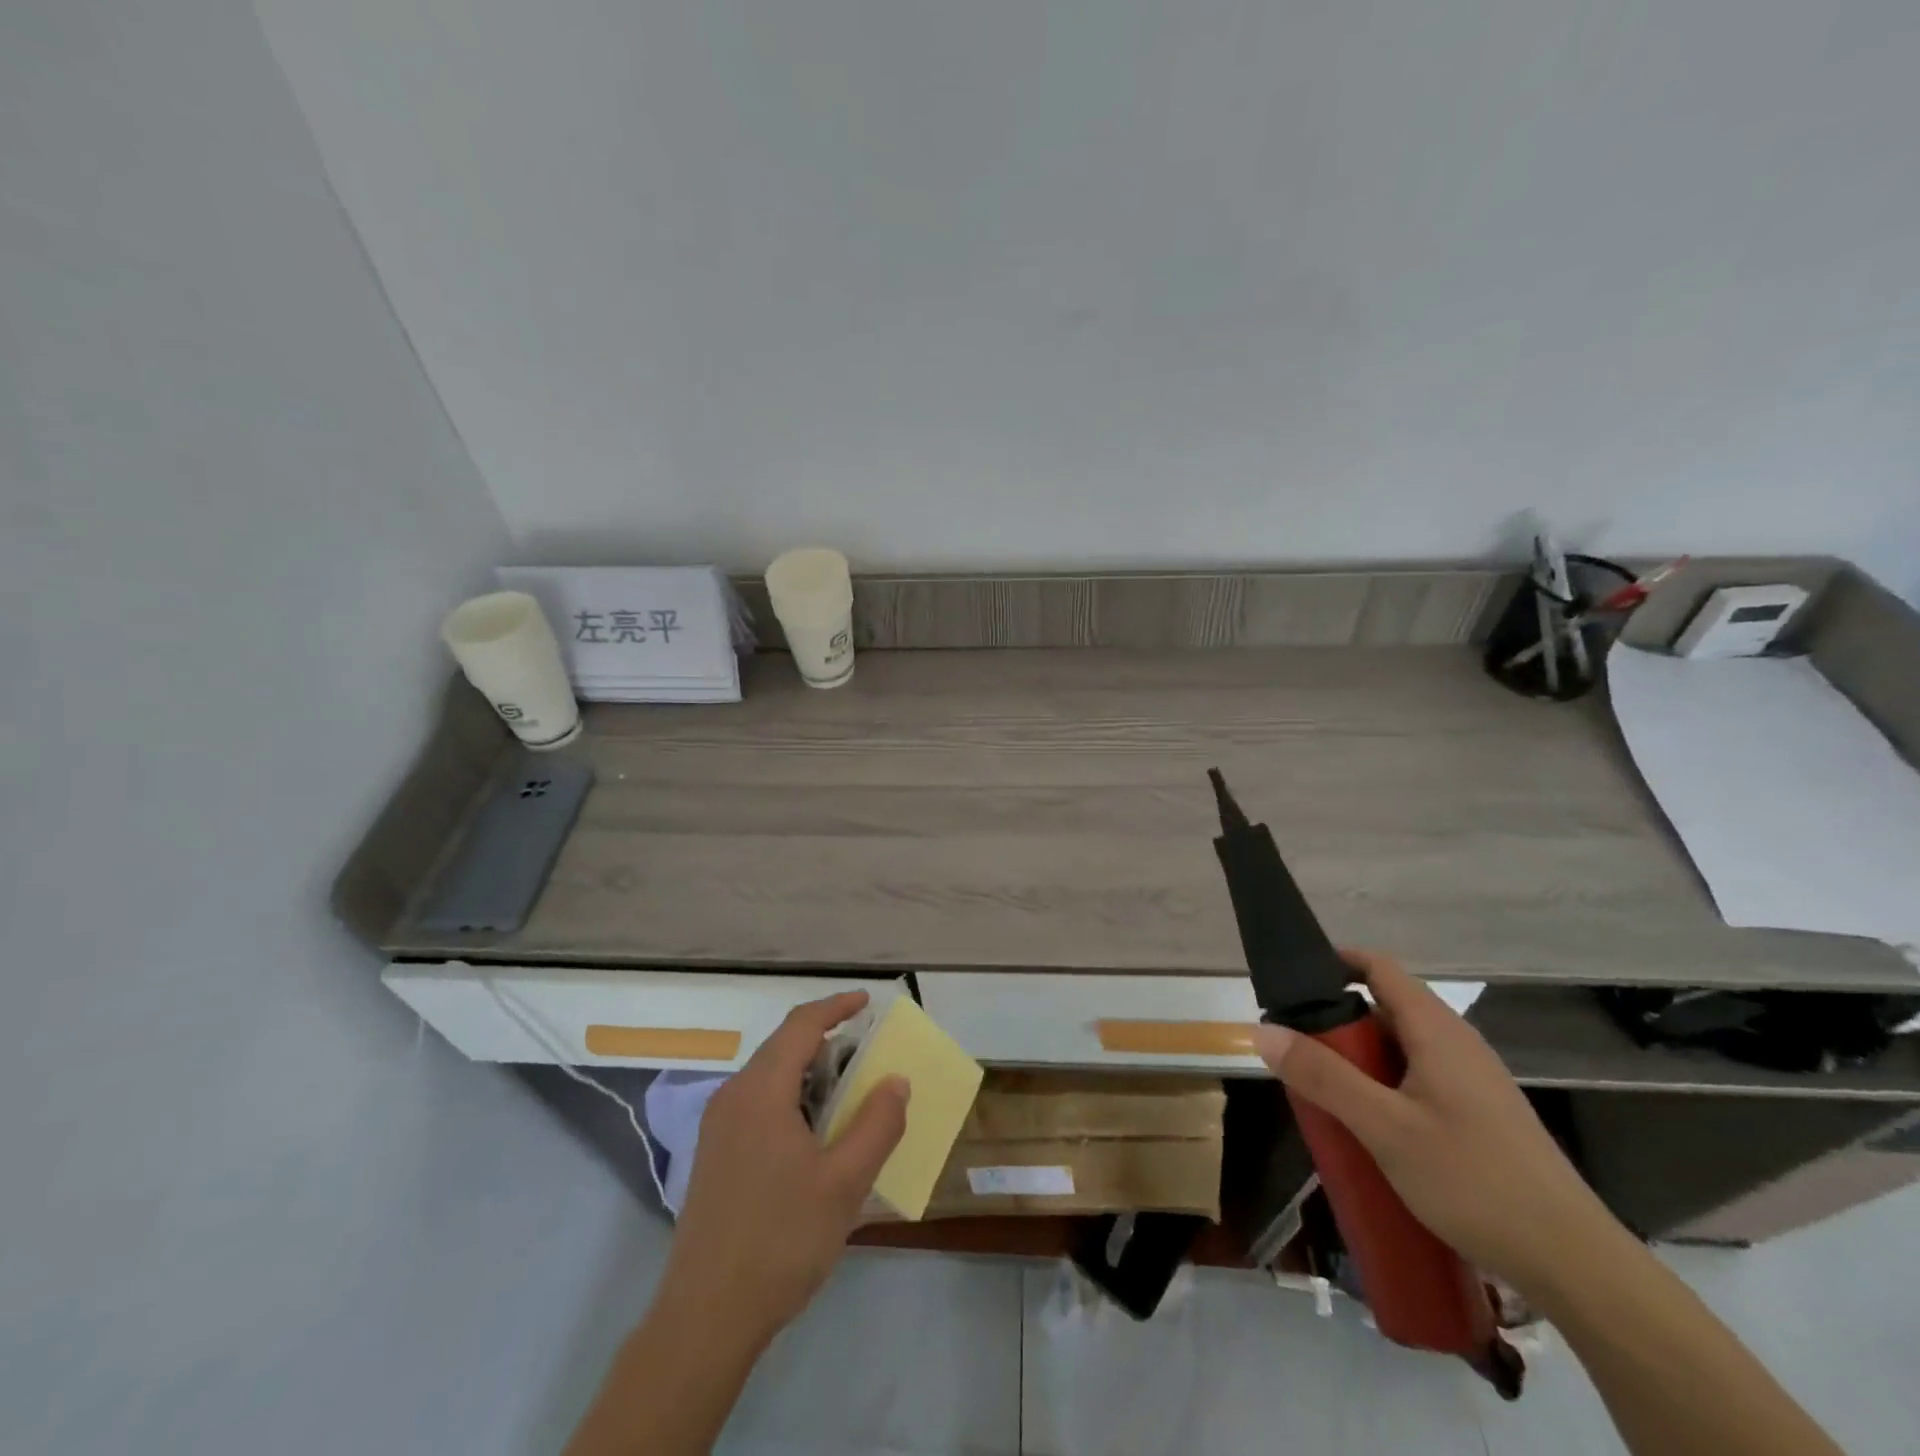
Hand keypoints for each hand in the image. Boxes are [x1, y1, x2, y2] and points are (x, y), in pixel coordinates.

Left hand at [657, 992, 909, 1350]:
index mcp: (761, 1090)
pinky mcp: (714, 1156)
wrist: (705, 1318)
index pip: (801, 1025)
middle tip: (867, 1053)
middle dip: (826, 1040)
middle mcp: (733, 1096)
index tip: (867, 1002)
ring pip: (769, 1076)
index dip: (836, 1006)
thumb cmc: (781, 1240)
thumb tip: (895, 1080)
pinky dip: (791, 1098)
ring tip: (847, 1094)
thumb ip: (877, 1124)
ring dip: (808, 1072)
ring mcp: (718, 1127)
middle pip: (782, 1046)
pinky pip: (757, 1104)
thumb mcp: (845, 1182)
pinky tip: (813, 1135)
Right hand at [1253, 950, 1625, 1296]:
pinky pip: (1418, 1080)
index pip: (1378, 967)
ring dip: (1359, 1061)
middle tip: (1296, 1053)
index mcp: (1436, 1030)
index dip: (1335, 962)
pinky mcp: (1481, 1115)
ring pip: (1401, 1049)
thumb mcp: (1385, 1128)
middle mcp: (1457, 1044)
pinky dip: (1384, 1088)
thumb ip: (1323, 1077)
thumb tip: (1262, 1030)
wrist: (1576, 1265)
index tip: (1292, 983)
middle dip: (1337, 1024)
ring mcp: (1473, 1081)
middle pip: (1385, 1008)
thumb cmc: (1475, 1182)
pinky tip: (1370, 1130)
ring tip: (1324, 1093)